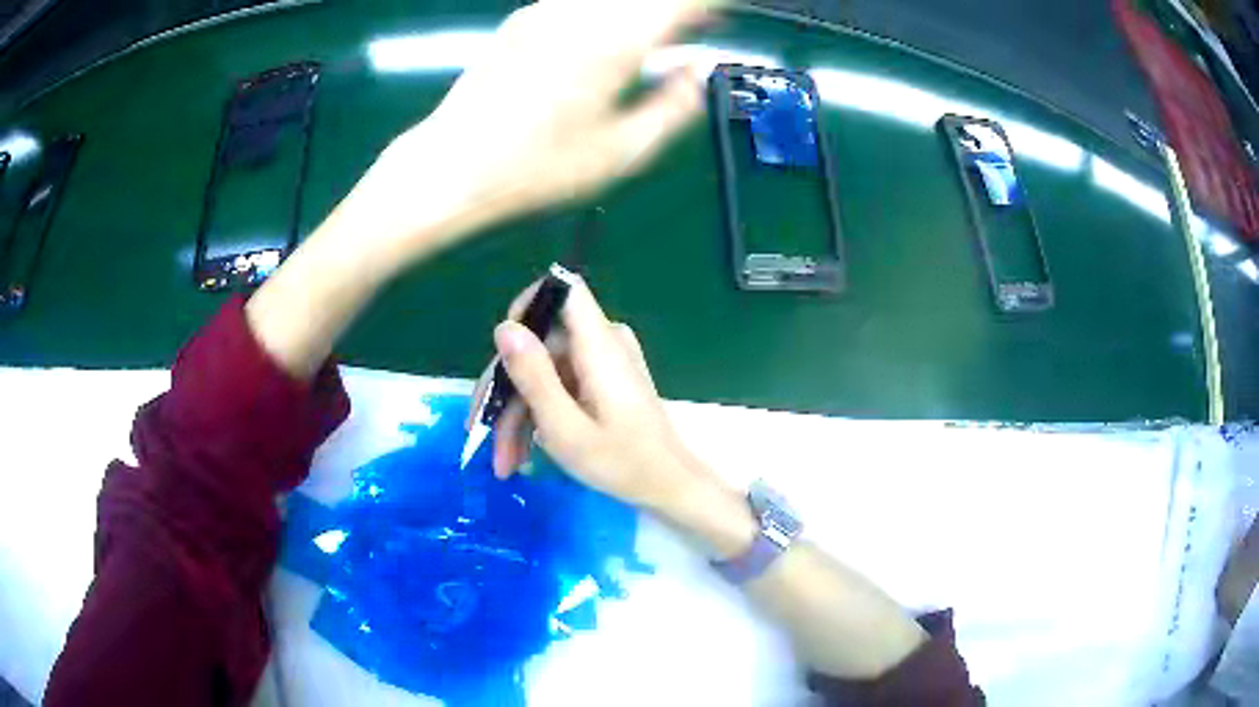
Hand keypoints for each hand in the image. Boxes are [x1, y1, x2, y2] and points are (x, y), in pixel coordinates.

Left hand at [351, 0, 717, 259]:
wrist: (450, 168)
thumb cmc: (537, 169)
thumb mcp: (622, 152)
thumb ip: (675, 105)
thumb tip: (700, 72)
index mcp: (614, 40)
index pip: (682, 2)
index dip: (711, 6)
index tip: (729, 16)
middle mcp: (581, 11)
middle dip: (684, 7)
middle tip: (708, 26)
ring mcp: (546, 10)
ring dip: (648, 8)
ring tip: (672, 31)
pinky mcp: (523, 20)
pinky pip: (582, 1)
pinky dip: (614, 9)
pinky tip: (619, 33)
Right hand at [468, 275, 716, 513]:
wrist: (669, 485)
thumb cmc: (622, 463)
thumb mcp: (565, 428)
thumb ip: (533, 376)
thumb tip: (504, 327)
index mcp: (599, 345)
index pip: (564, 290)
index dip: (527, 307)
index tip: (501, 352)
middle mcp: (603, 343)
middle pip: (541, 344)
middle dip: (508, 392)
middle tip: (485, 438)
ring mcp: (604, 362)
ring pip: (545, 370)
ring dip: (519, 415)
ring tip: (505, 463)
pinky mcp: (603, 380)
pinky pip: (561, 384)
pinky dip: (540, 415)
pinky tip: (524, 453)